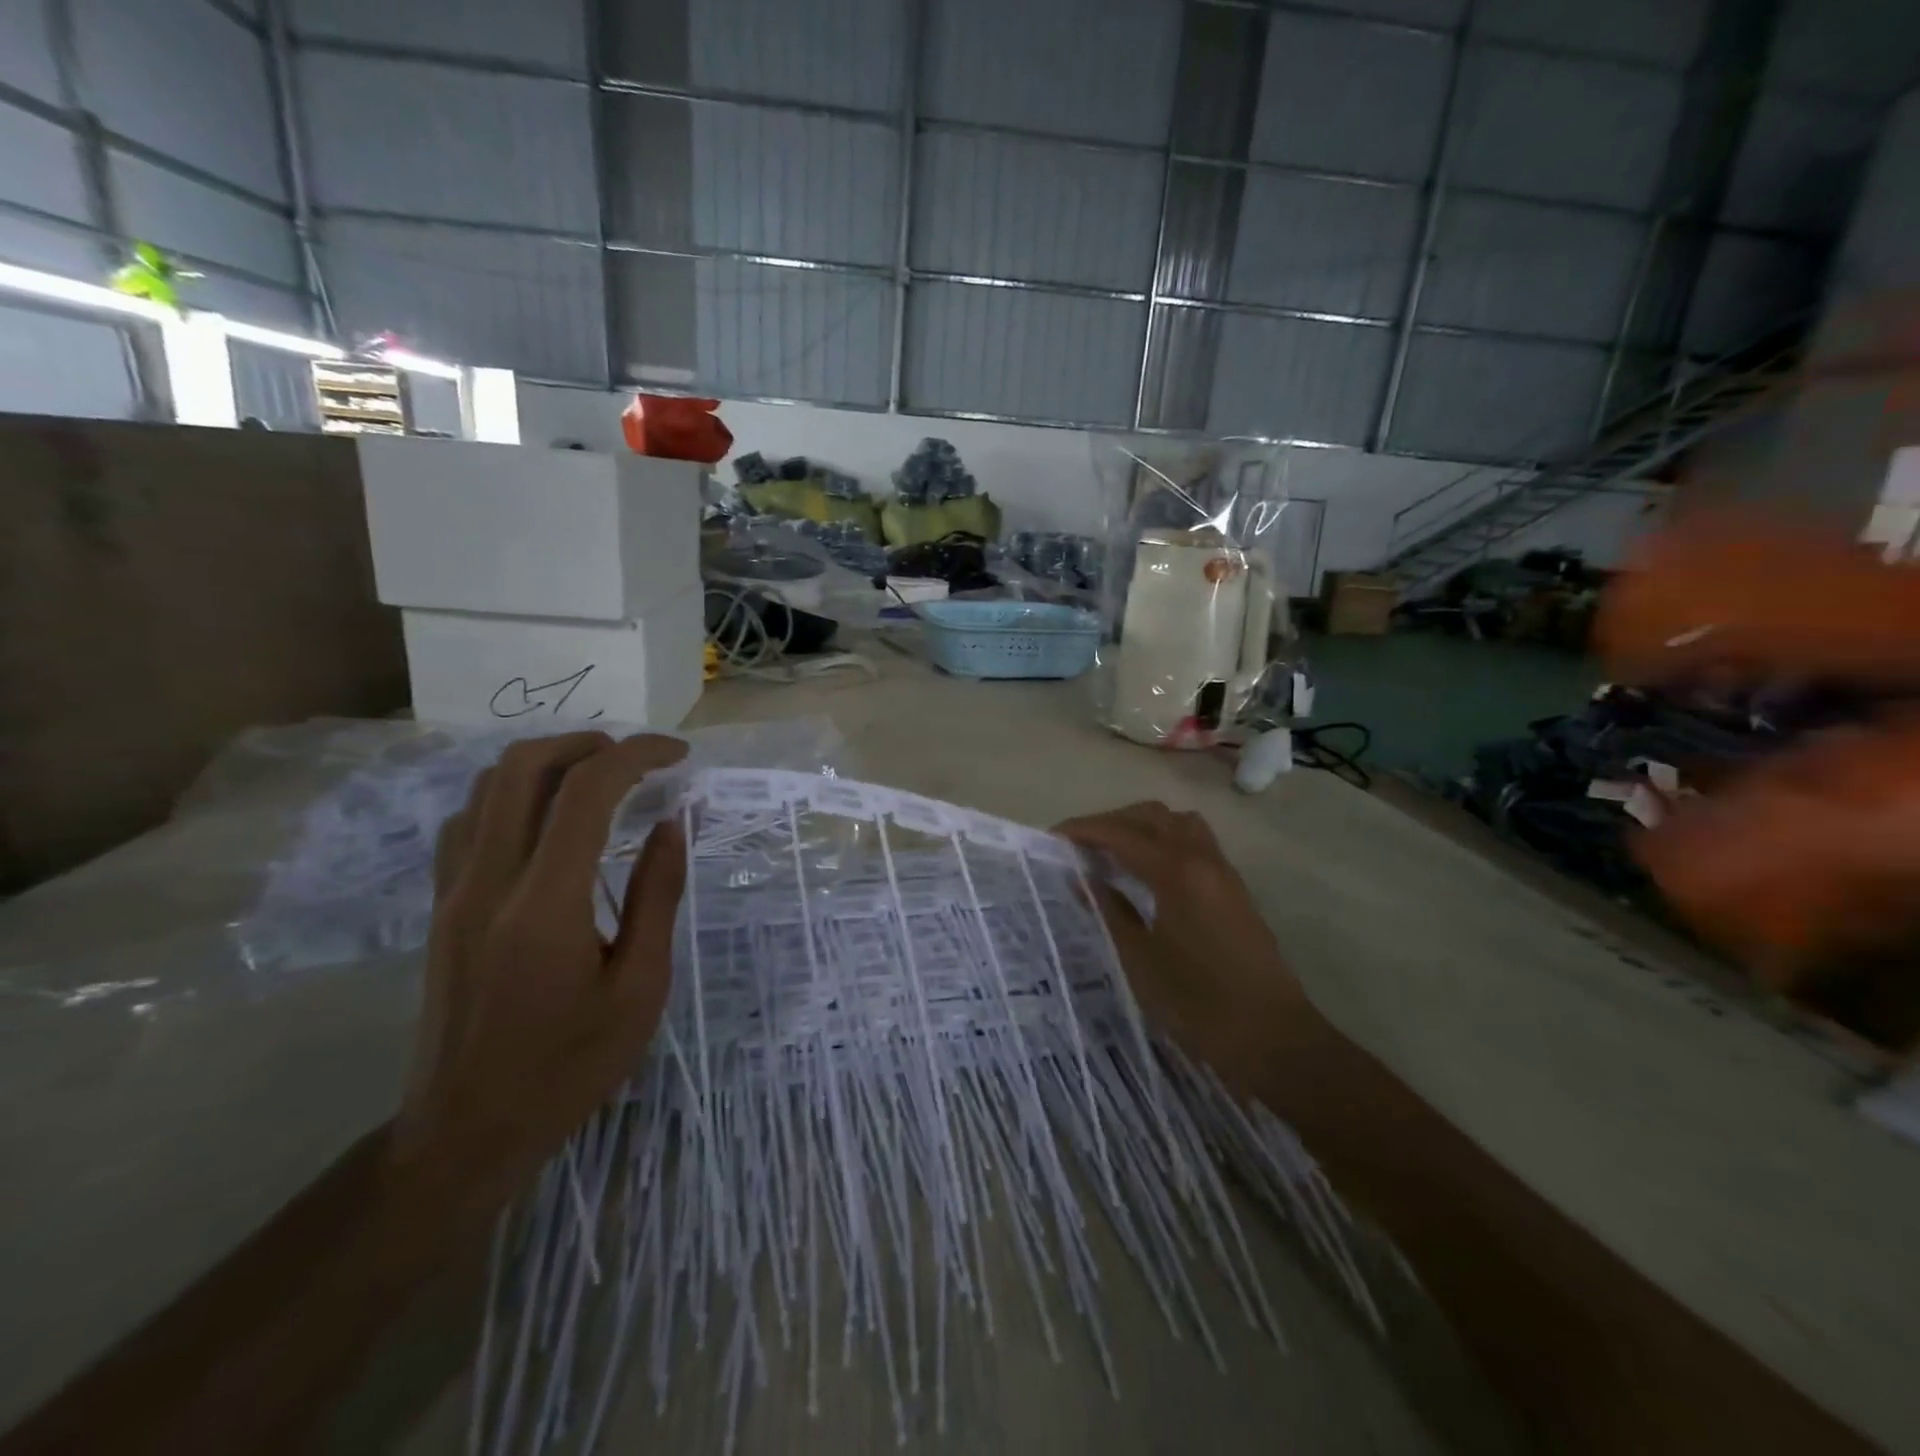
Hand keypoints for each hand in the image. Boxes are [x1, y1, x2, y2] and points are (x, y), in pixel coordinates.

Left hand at [389, 732, 689, 1219]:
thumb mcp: (640, 988)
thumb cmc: (569, 1066)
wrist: (466, 1132)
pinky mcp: (440, 907)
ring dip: (548, 763)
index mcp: (544, 904)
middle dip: (587, 743)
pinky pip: (468, 821)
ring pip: (487, 787)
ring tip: (601, 778)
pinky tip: (547, 819)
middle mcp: (488, 882)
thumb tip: (674, 824)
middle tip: (637, 758)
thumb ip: (657, 896)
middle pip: (522, 768)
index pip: (587, 792)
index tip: (679, 755)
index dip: (637, 756)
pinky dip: (513, 795)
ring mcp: (453, 892)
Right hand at [1057, 801, 1316, 1091]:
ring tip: (1113, 851)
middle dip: (1111, 822)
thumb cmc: (1197, 1003)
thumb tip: (1084, 879)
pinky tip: (1146, 871)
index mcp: (1176, 872)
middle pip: (1152, 816)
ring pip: (1178, 823)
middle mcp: (1202, 858)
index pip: (1121, 834)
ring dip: (1142, 826)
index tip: (1053, 837)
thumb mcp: (1139, 959)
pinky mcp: (1233, 888)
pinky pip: (1195, 842)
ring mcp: (1223, 871)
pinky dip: (1165, 840)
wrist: (1271, 1036)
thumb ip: (1110, 911)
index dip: (1084, 831)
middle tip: (1080, 844)